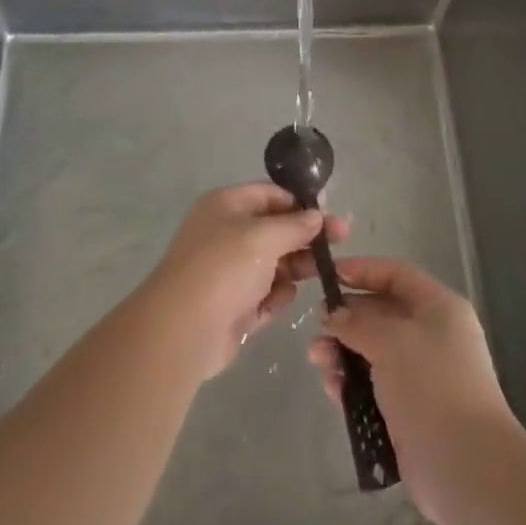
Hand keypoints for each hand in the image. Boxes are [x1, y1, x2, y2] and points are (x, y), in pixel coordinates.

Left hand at [143, 183, 348, 380]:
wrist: (183, 330)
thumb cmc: (224, 267)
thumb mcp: (264, 236)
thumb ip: (294, 225)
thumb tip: (316, 216)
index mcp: (226, 206)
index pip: (270, 194)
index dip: (301, 203)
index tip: (331, 215)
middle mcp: (226, 234)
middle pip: (274, 229)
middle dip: (306, 236)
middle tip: (341, 242)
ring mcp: (228, 272)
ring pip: (272, 263)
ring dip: (296, 267)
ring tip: (322, 272)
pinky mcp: (232, 307)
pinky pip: (264, 295)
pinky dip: (276, 295)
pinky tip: (285, 297)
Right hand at [301, 256, 517, 524]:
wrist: (466, 467)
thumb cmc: (431, 385)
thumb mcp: (390, 341)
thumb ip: (356, 323)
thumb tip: (332, 315)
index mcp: (439, 309)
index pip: (397, 275)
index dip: (363, 270)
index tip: (329, 275)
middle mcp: (433, 336)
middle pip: (382, 314)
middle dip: (347, 319)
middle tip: (317, 326)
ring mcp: (422, 376)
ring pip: (373, 353)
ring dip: (343, 353)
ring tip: (317, 360)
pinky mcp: (410, 412)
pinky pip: (374, 387)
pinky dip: (352, 384)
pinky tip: (333, 389)